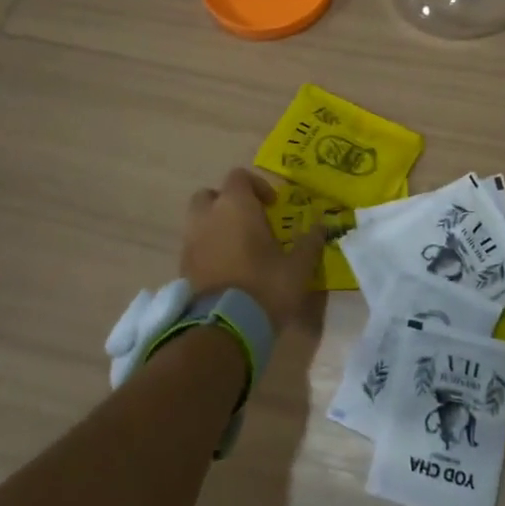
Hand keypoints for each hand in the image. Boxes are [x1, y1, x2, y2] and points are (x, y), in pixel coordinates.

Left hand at [182, 169, 323, 331]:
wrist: (224, 329)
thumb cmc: (265, 286)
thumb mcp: (298, 266)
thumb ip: (310, 242)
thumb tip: (322, 227)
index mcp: (235, 206)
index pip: (238, 177)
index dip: (257, 186)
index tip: (272, 206)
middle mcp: (207, 216)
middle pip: (210, 195)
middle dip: (228, 203)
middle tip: (249, 221)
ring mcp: (190, 241)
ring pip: (199, 220)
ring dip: (216, 226)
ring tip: (239, 247)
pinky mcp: (182, 266)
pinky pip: (195, 245)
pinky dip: (208, 248)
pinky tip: (228, 268)